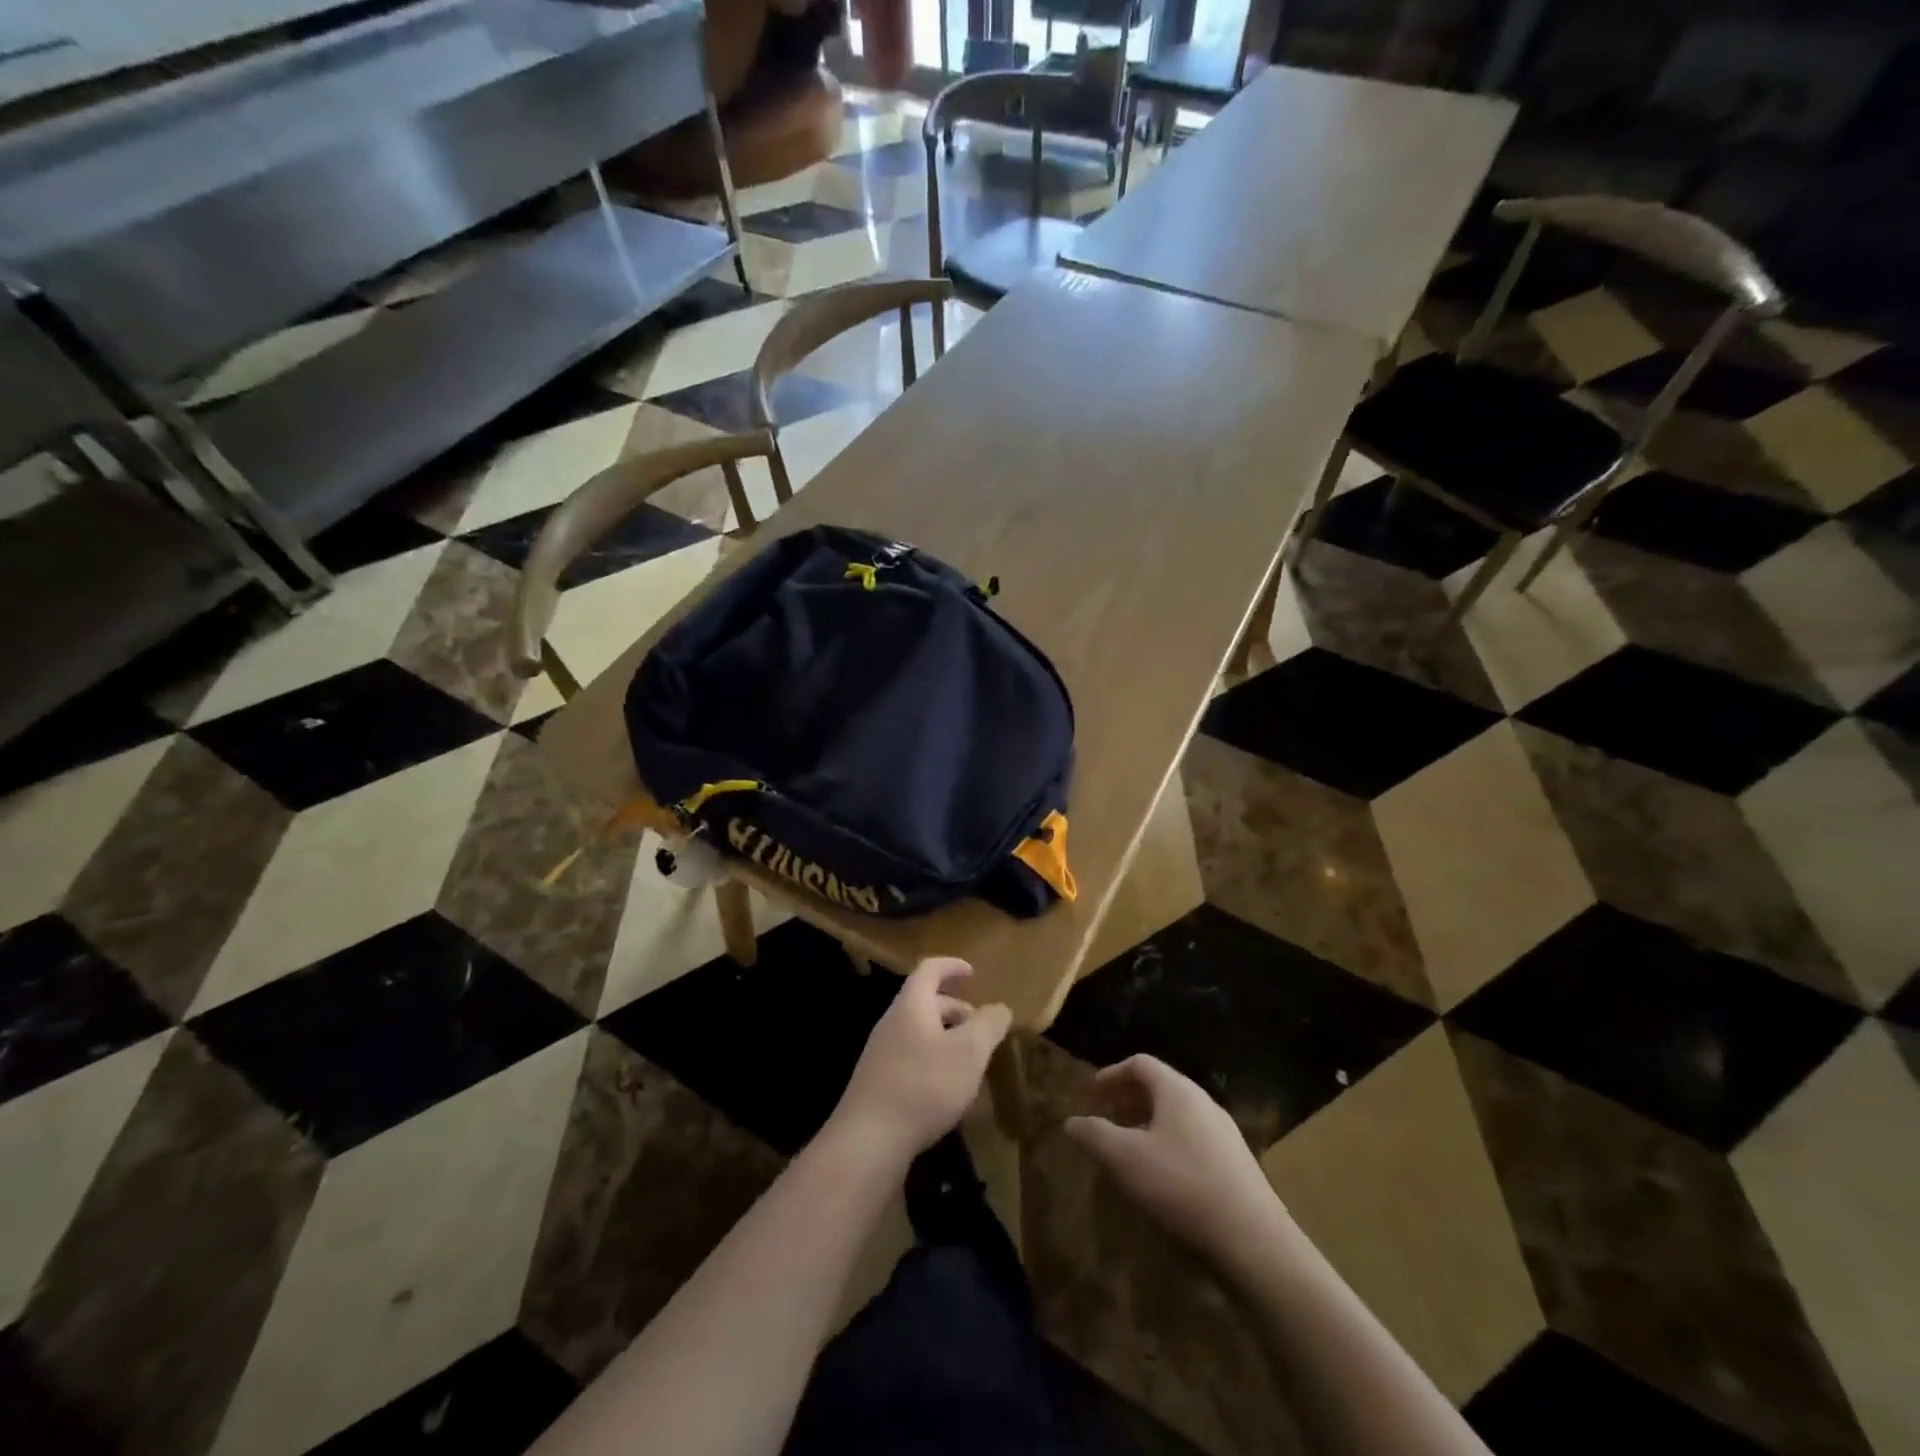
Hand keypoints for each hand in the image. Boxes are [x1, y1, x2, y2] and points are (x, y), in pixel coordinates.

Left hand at [824, 958, 1011, 1172]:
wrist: (869, 1140)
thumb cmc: (924, 1085)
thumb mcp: (969, 1052)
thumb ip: (988, 1025)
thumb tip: (1000, 1008)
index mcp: (912, 1005)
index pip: (930, 969)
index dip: (952, 966)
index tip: (973, 973)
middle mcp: (892, 1022)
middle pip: (925, 1002)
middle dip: (955, 1009)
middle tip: (981, 1026)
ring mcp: (881, 1053)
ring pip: (919, 1032)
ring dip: (946, 1038)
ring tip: (971, 1060)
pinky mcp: (878, 1083)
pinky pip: (911, 1058)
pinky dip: (934, 1061)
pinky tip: (948, 1090)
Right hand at [1066, 1055, 1292, 1277]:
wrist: (1256, 1246)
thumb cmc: (1182, 1188)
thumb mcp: (1125, 1160)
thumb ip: (1094, 1135)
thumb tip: (1070, 1121)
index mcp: (1179, 1091)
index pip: (1141, 1064)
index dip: (1111, 1074)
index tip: (1091, 1094)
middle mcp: (1205, 1104)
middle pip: (1161, 1088)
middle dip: (1129, 1100)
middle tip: (1106, 1119)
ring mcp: (1226, 1136)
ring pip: (1178, 1117)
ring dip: (1149, 1126)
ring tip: (1129, 1152)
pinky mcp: (1237, 1168)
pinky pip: (1194, 1143)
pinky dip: (1169, 1148)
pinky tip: (1162, 1182)